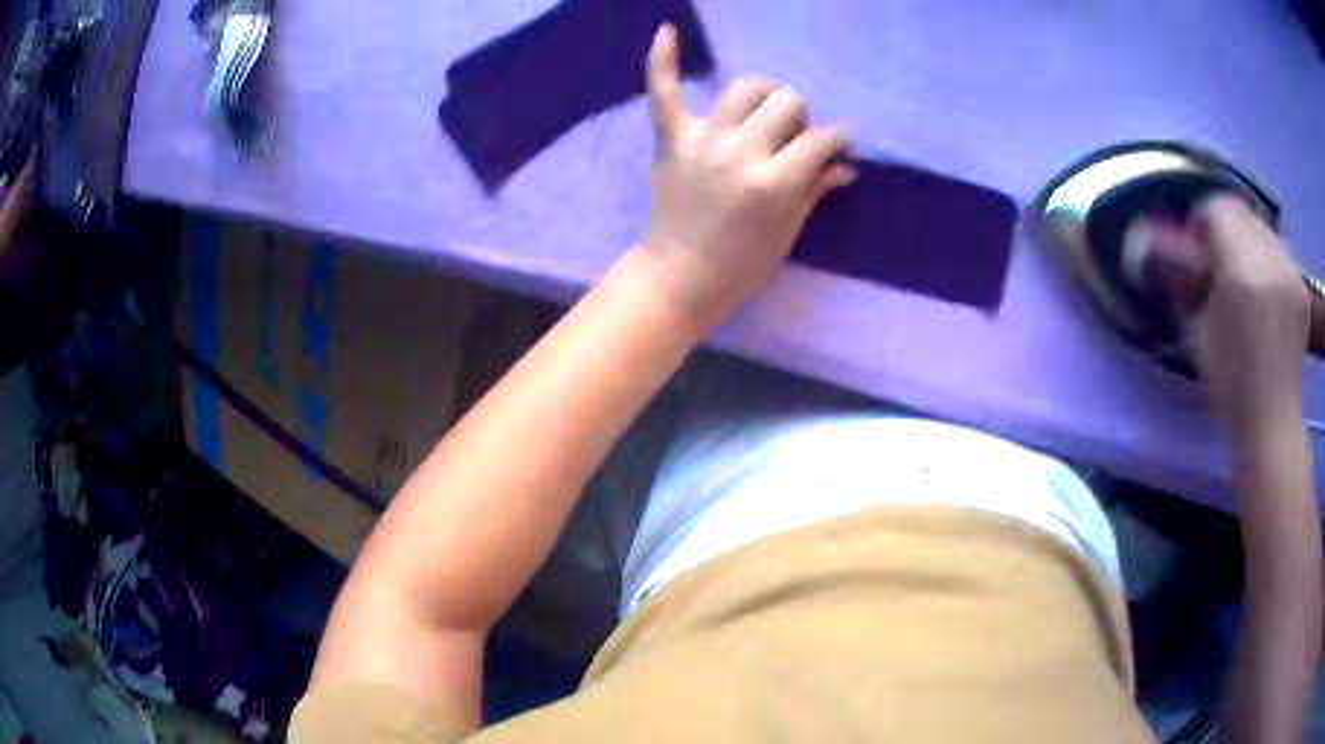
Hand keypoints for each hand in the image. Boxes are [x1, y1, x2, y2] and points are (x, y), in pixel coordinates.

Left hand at [637, 24, 852, 326]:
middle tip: (792, 141)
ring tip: (763, 113)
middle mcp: (741, 152)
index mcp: (775, 182)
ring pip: (746, 87)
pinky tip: (667, 30)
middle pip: (788, 102)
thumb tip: (844, 164)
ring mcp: (703, 141)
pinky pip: (663, 90)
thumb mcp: (788, 232)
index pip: (820, 139)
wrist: (679, 279)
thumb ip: (815, 189)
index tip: (835, 148)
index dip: (835, 141)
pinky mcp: (672, 138)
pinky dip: (663, 60)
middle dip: (801, 119)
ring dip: (764, 95)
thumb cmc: (742, 266)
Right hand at [1151, 196, 1310, 439]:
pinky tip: (1265, 289)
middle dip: (1225, 228)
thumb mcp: (1198, 332)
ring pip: (1261, 227)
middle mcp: (1270, 260)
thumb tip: (1160, 245)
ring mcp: (1290, 270)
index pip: (1216, 209)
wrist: (1272, 423)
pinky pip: (1278, 249)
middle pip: (1241, 213)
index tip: (1196, 247)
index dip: (1201, 221)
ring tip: (1244, 277)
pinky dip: (1267, 258)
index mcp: (1241, 270)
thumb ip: (1184, 281)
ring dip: (1247, 242)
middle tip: (1218, 261)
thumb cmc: (1231, 386)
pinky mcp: (1300, 284)